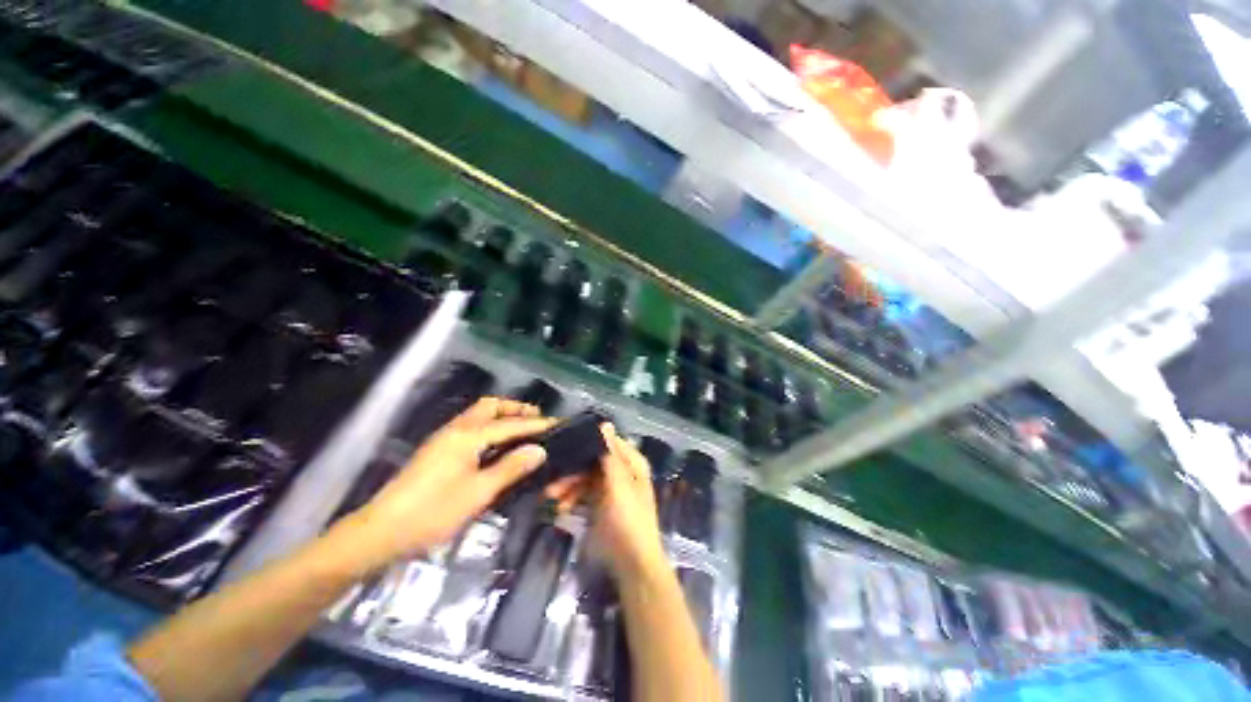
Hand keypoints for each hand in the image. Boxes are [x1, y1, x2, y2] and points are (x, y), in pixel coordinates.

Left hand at [343, 397, 553, 569]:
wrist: (380, 531)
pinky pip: (470, 426)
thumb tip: (539, 450)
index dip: (536, 424)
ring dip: (501, 416)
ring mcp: (443, 438)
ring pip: (478, 414)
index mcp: (468, 436)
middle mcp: (456, 429)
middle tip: (536, 420)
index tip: (558, 423)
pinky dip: (489, 427)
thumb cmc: (432, 512)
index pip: (510, 424)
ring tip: (521, 430)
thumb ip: (510, 468)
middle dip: (515, 409)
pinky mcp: (437, 450)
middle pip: (490, 406)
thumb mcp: (478, 493)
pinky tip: (495, 445)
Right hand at [547, 424, 666, 580]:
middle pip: (592, 460)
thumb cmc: (628, 520)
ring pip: (584, 477)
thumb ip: (609, 455)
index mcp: (631, 462)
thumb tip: (605, 422)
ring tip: (551, 497)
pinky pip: (582, 493)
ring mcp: (609, 487)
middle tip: (551, 480)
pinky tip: (560, 509)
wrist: (631, 565)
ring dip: (568, 485)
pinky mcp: (599, 503)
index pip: (607, 440)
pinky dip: (571, 498)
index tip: (563, 439)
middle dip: (572, 469)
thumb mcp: (619, 485)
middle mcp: (621, 470)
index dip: (588, 439)